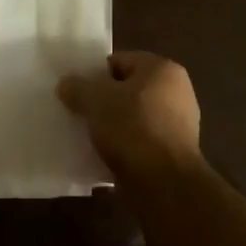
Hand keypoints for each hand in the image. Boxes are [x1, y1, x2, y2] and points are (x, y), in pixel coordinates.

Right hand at [57, 51, 202, 179]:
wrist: (164, 184)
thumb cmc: (132, 128)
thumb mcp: (95, 100)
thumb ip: (78, 87)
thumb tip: (66, 84)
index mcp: (162, 69)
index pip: (119, 61)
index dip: (94, 74)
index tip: (76, 91)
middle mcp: (177, 91)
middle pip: (127, 89)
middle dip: (103, 100)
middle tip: (79, 112)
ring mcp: (179, 124)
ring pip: (134, 116)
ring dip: (113, 125)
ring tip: (89, 136)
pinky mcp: (175, 152)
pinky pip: (141, 140)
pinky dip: (125, 145)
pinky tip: (105, 155)